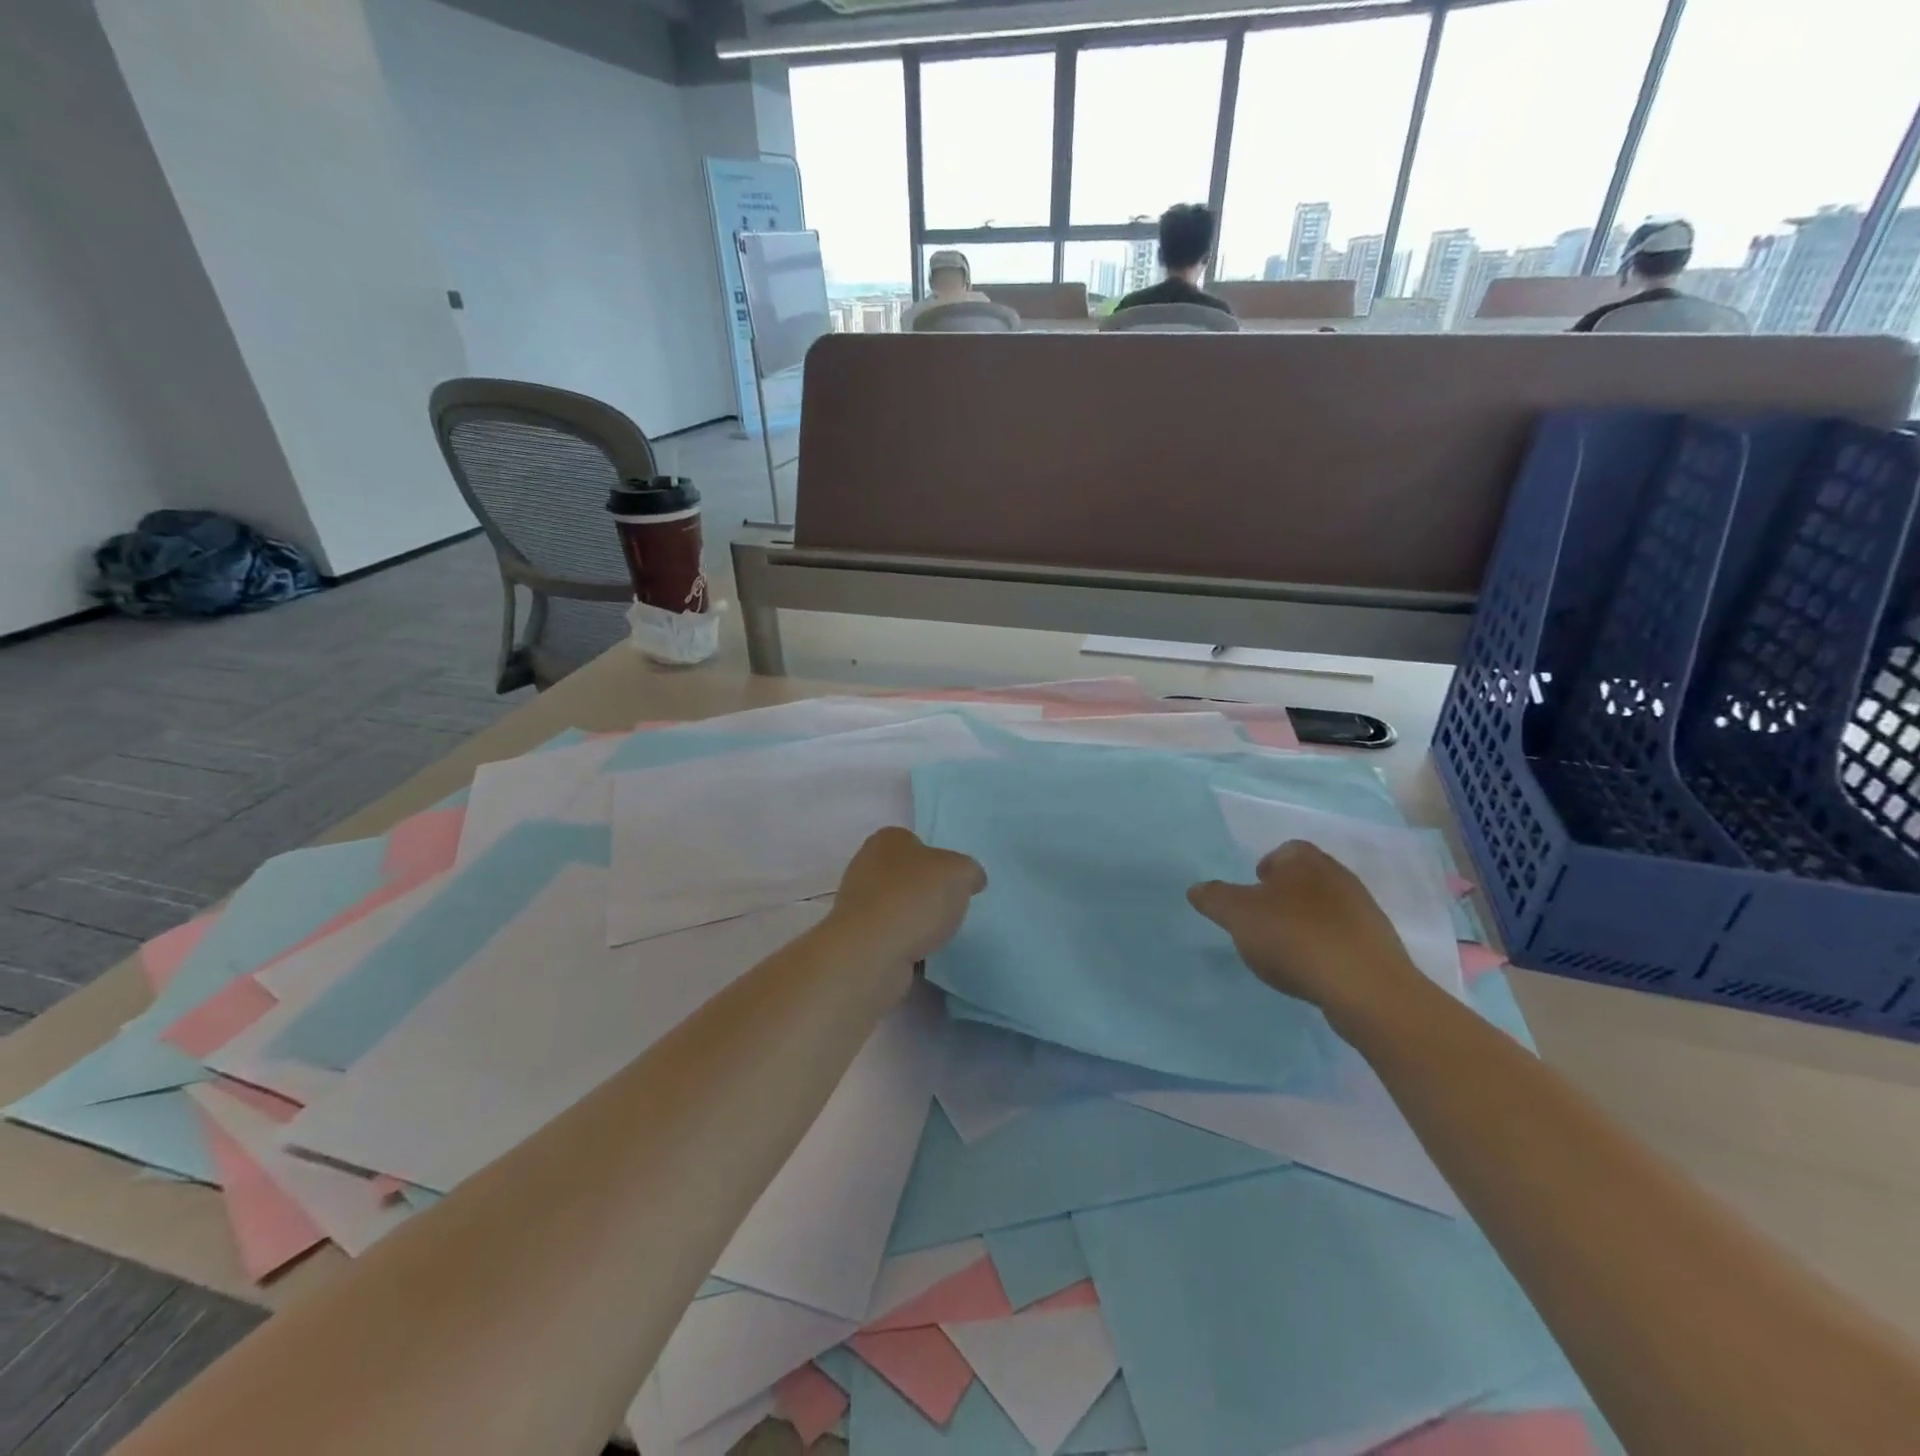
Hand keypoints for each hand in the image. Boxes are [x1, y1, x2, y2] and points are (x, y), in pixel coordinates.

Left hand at [828, 828, 986, 968]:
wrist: (871, 952)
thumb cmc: (915, 899)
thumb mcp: (960, 873)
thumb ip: (969, 871)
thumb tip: (971, 880)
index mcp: (887, 839)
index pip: (916, 842)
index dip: (938, 861)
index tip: (953, 882)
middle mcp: (866, 864)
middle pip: (906, 874)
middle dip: (925, 890)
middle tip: (947, 907)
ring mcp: (857, 901)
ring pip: (896, 904)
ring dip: (914, 918)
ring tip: (933, 933)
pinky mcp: (856, 934)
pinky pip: (888, 932)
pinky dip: (903, 940)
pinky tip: (916, 950)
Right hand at [1189, 841, 1426, 1030]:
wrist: (1365, 987)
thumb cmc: (1294, 937)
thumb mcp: (1238, 915)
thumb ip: (1215, 898)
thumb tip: (1196, 889)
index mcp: (1305, 861)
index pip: (1284, 851)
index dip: (1265, 868)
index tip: (1251, 892)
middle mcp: (1339, 876)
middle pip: (1306, 878)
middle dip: (1285, 895)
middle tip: (1262, 920)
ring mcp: (1364, 911)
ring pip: (1326, 908)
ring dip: (1307, 922)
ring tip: (1286, 950)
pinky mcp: (1378, 945)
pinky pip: (1343, 937)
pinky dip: (1326, 947)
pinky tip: (1312, 969)